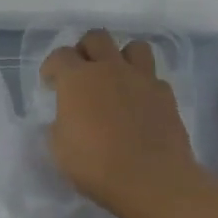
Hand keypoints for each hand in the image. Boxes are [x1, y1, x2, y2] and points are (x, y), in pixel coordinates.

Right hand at [41, 29, 200, 217]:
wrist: (151, 179)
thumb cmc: (96, 166)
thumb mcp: (59, 149)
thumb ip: (59, 125)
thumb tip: (67, 118)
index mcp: (78, 79)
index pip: (60, 56)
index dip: (52, 67)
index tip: (50, 84)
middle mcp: (110, 69)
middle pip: (97, 38)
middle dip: (85, 50)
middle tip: (82, 73)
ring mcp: (143, 79)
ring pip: (134, 47)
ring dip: (121, 57)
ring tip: (116, 79)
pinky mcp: (166, 95)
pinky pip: (154, 78)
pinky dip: (144, 85)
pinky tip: (139, 104)